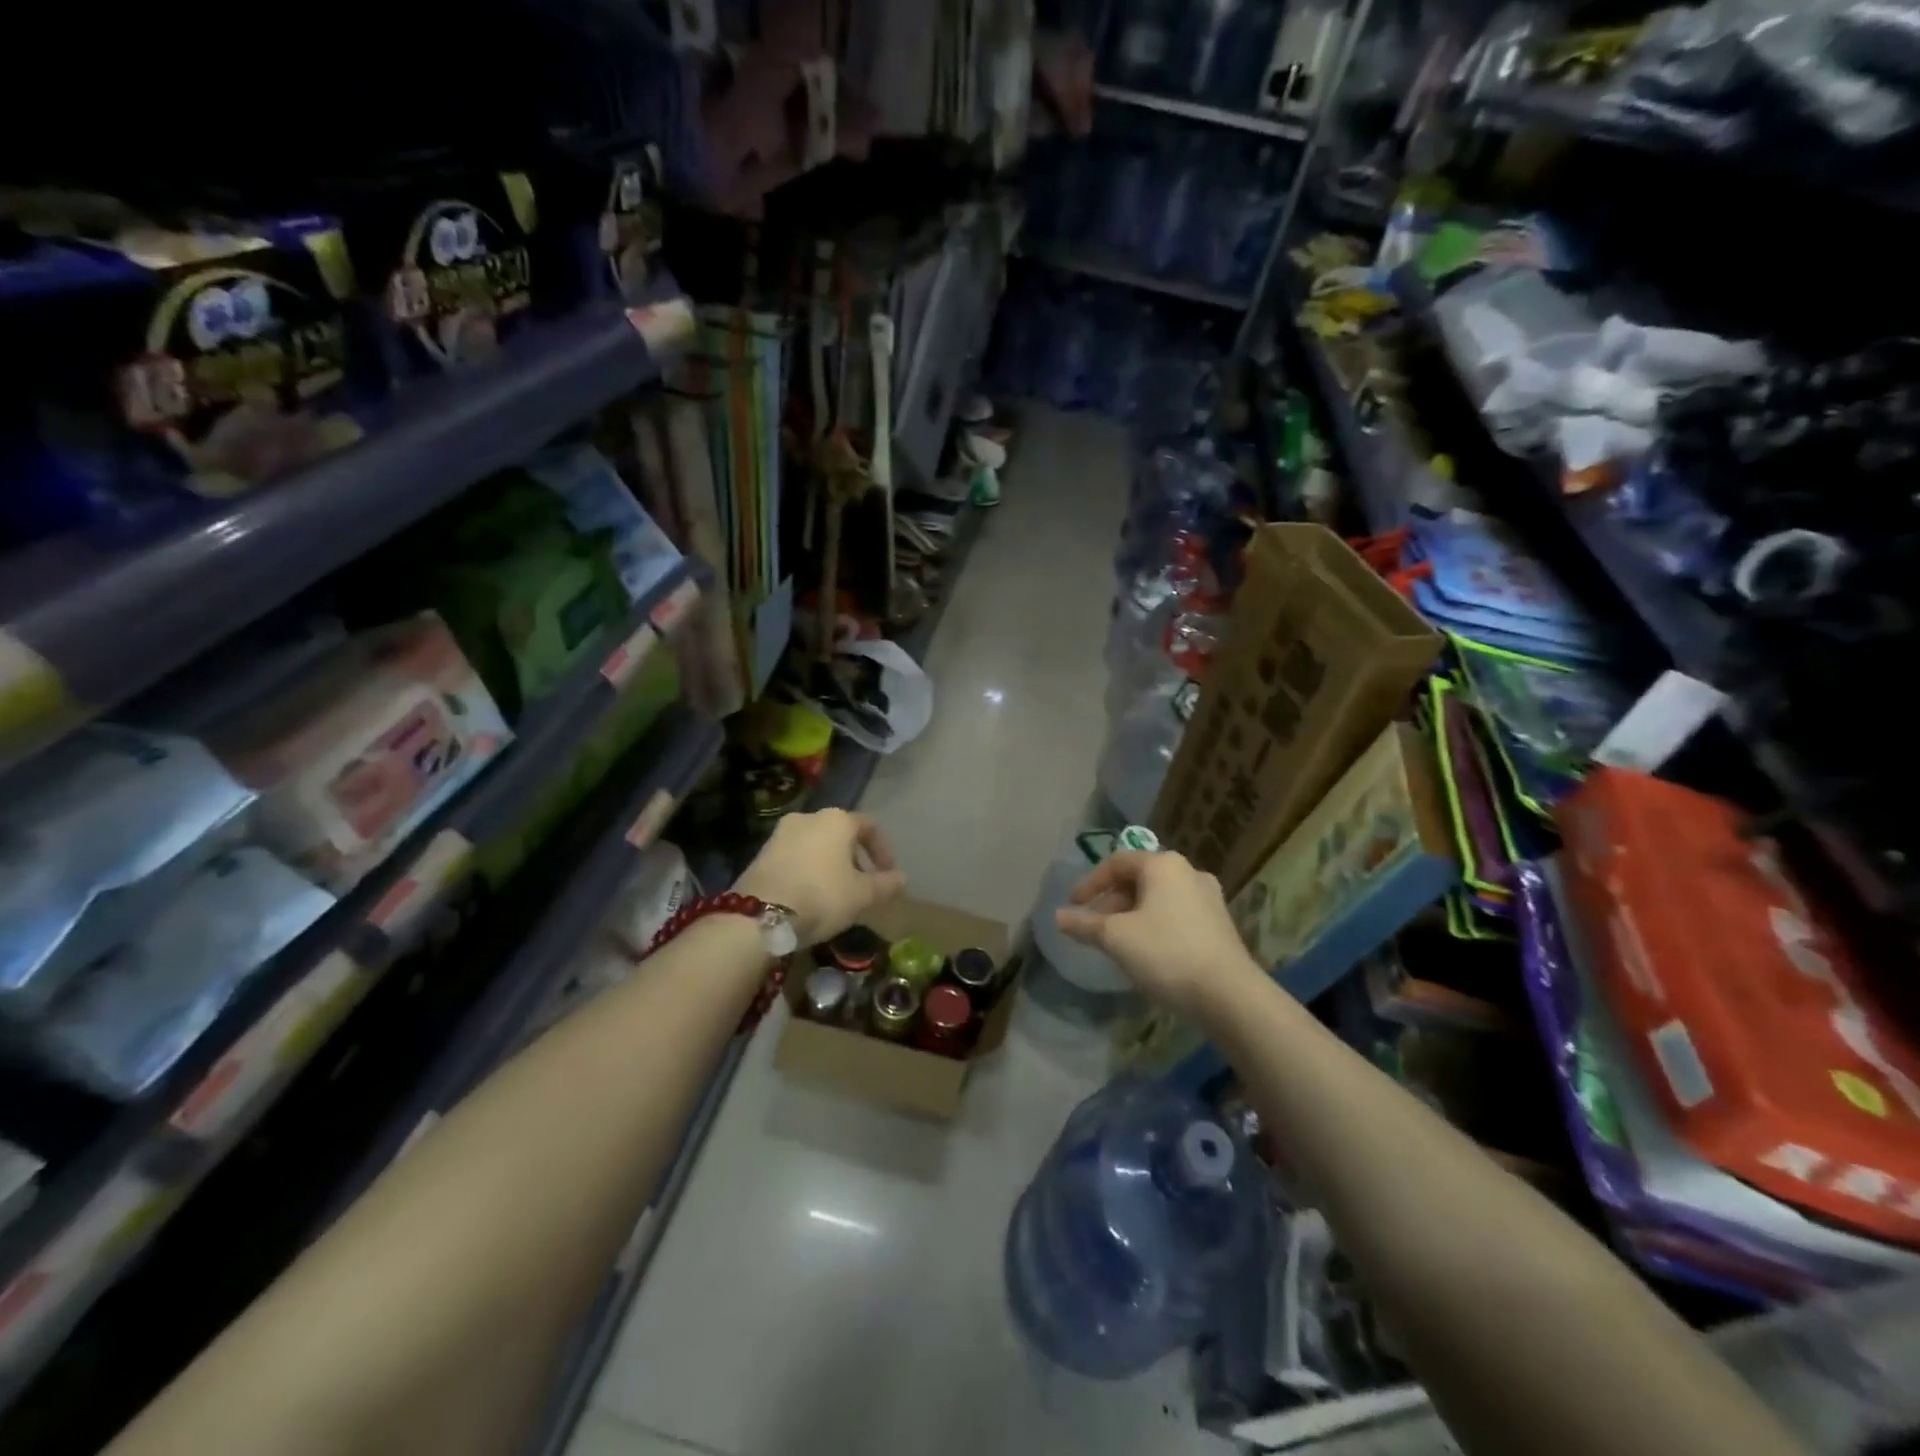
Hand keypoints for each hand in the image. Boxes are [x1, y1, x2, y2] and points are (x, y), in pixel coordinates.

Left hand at [735, 808, 905, 945]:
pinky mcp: (761, 853)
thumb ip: (885, 884)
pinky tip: (810, 894)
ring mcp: (780, 833)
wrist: (759, 914)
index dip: (883, 849)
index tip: (888, 873)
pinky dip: (808, 869)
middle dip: (855, 857)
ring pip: (816, 844)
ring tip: (836, 892)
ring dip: (830, 864)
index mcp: (837, 820)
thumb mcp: (862, 895)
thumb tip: (903, 879)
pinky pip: (795, 856)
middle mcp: (808, 817)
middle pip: (840, 833)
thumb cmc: (821, 896)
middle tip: (863, 884)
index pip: (869, 826)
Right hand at [1054, 851, 1259, 1016]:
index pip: (1116, 863)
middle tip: (1094, 928)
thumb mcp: (1116, 938)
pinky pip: (1177, 915)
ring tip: (1117, 943)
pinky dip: (1155, 925)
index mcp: (1163, 865)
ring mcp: (1209, 898)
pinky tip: (1147, 952)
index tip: (1074, 907)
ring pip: (1158, 899)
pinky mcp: (1220, 924)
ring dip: (1132, 915)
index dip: (1090, 884)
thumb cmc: (1166, 953)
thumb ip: (1084, 924)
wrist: (1229, 995)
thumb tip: (1059, 917)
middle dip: (1111, 902)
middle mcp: (1188, 872)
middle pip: (1139, 879)